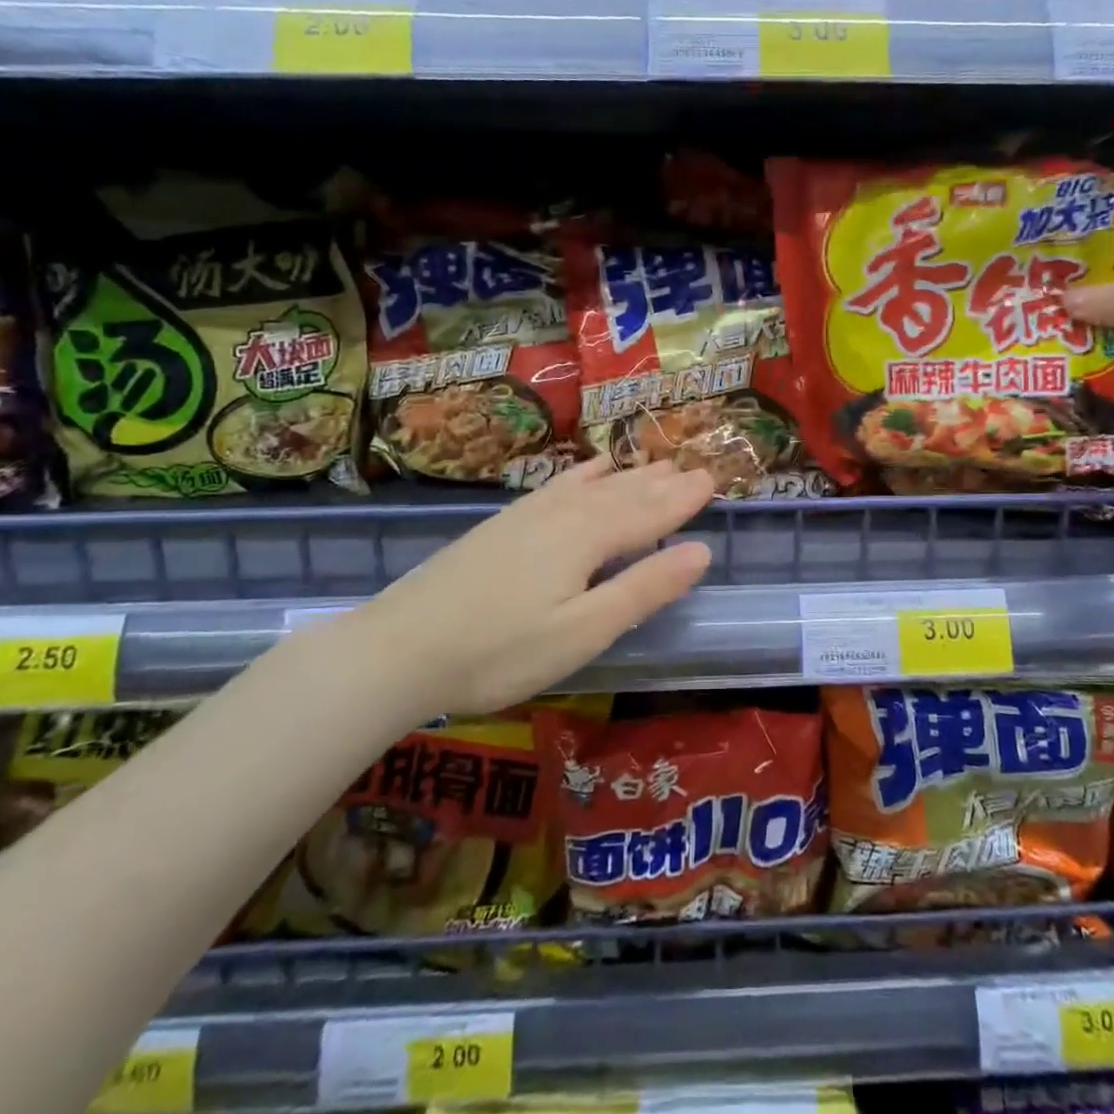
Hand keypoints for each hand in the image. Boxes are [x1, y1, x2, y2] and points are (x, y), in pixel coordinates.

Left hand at [349, 457, 715, 716]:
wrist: (399, 648)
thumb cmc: (501, 651)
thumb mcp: (583, 631)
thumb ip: (644, 588)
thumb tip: (702, 551)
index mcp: (588, 537)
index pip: (649, 512)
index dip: (682, 499)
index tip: (714, 479)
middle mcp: (563, 513)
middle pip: (623, 492)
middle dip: (662, 482)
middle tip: (695, 467)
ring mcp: (528, 514)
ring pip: (593, 485)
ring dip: (629, 475)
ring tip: (656, 462)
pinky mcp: (504, 523)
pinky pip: (558, 484)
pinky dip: (584, 473)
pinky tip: (589, 470)